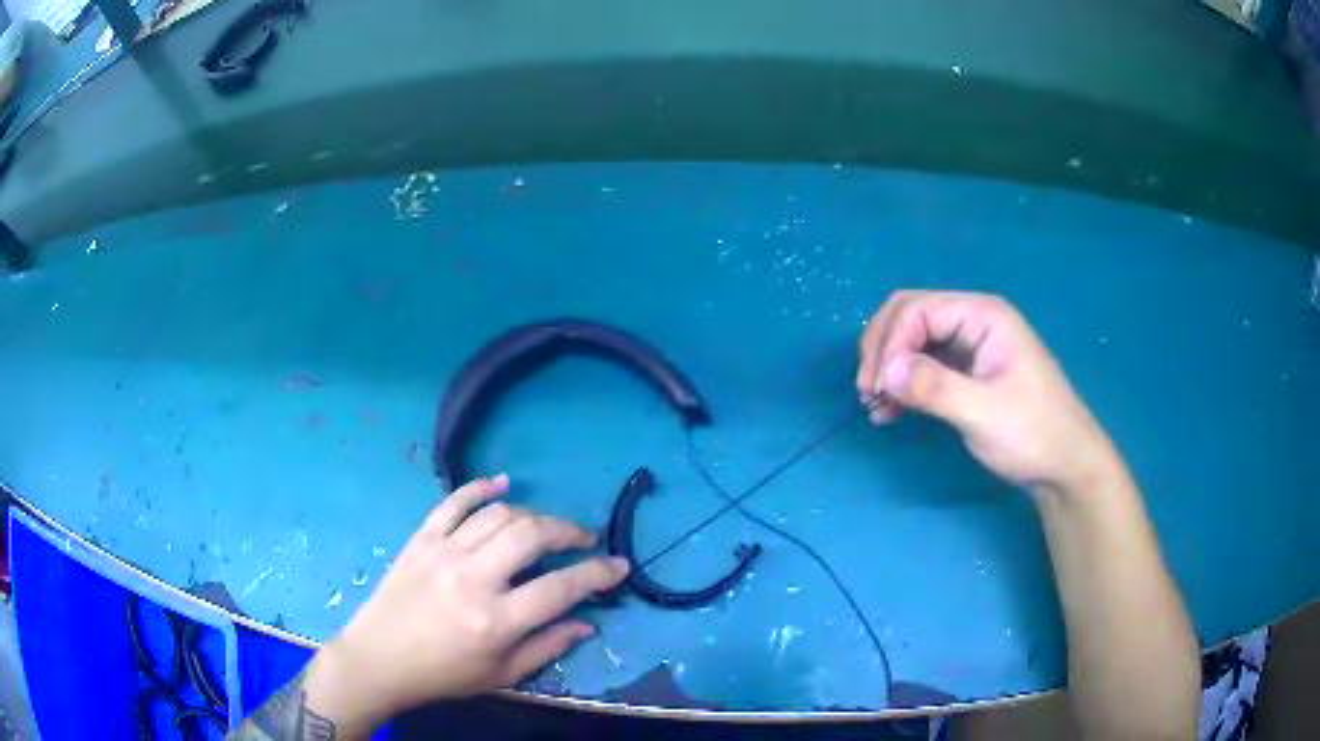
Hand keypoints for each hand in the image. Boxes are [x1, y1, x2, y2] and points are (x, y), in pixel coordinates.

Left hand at [302, 475, 629, 734]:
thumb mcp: (501, 675)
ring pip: (498, 515)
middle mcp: (472, 579)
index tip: (619, 566)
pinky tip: (502, 484)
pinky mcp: (421, 540)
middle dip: (567, 531)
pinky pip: (453, 502)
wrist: (379, 659)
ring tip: (547, 527)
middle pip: (531, 535)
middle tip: (583, 539)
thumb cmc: (443, 674)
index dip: (598, 574)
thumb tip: (587, 622)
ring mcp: (443, 553)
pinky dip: (479, 488)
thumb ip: (547, 647)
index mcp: (495, 621)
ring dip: (532, 514)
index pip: (560, 588)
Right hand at [856, 291, 1121, 495]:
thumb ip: (934, 388)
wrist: (1065, 464)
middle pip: (910, 316)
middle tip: (867, 391)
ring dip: (889, 368)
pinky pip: (924, 366)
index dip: (890, 344)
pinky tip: (890, 412)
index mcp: (983, 315)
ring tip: (874, 406)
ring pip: (913, 341)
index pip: (918, 310)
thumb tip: (885, 372)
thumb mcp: (983, 411)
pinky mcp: (967, 372)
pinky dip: (903, 384)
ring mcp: (971, 346)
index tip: (877, 388)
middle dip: (883, 349)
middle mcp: (974, 321)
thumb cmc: (1032, 433)